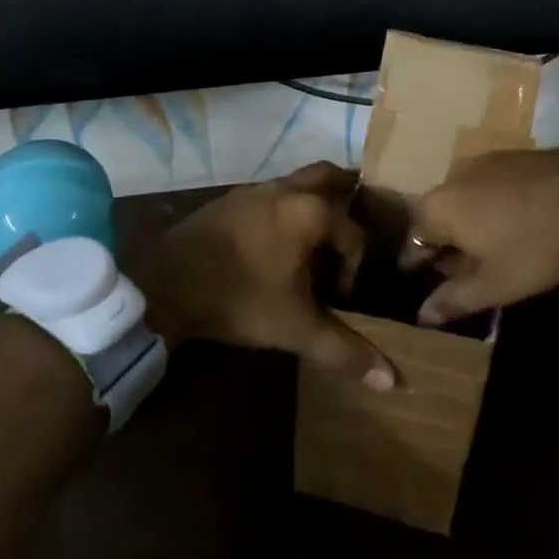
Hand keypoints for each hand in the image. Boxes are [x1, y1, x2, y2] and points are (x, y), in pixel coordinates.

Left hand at [136, 163, 396, 390]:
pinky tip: (275, 240)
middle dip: (347, 197)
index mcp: (311, 212)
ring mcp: (255, 189)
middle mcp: (287, 189)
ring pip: (298, 181)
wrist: (166, 283)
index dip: (354, 268)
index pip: (354, 233)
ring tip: (316, 238)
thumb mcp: (295, 328)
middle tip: (351, 230)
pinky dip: (285, 207)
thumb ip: (344, 350)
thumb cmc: (240, 299)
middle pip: (331, 177)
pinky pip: (270, 193)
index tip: (339, 297)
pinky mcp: (230, 198)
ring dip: (314, 201)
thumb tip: (392, 381)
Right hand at [399, 148, 558, 324]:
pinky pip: (487, 186)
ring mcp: (482, 162)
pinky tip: (511, 222)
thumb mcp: (494, 285)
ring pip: (462, 199)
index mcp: (437, 208)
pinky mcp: (510, 156)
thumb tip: (422, 316)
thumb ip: (453, 300)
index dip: (415, 264)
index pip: (412, 241)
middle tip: (458, 270)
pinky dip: (489, 206)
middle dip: (444, 243)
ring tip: (486, 247)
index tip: (415, 280)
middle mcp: (451, 177)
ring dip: (468, 223)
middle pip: (436, 217)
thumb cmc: (535, 246)